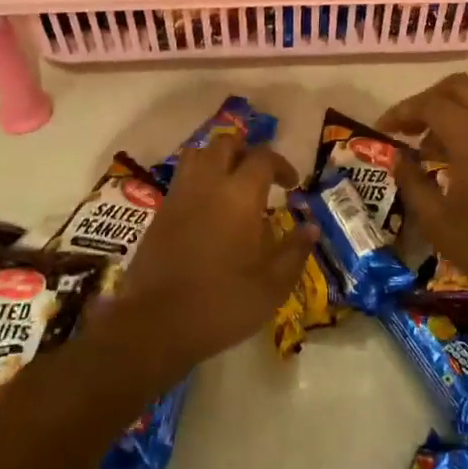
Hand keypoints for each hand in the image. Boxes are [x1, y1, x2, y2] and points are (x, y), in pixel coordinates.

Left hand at [108, 134, 315, 377]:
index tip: (292, 185)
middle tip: (261, 177)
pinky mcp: (159, 213)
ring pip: (198, 154)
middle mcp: (208, 184)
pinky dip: (198, 180)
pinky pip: (181, 178)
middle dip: (247, 152)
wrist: (155, 324)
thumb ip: (295, 251)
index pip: (263, 158)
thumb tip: (312, 227)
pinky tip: (207, 208)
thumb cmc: (222, 303)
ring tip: (230, 183)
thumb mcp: (272, 285)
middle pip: (226, 145)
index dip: (281, 165)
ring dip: (217, 159)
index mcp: (240, 195)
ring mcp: (179, 196)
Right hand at [381, 75, 467, 335]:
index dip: (402, 111)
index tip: (384, 128)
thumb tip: (398, 158)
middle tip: (411, 128)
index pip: (429, 104)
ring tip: (438, 144)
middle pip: (458, 86)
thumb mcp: (438, 223)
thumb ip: (412, 182)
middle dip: (429, 100)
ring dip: (456, 108)